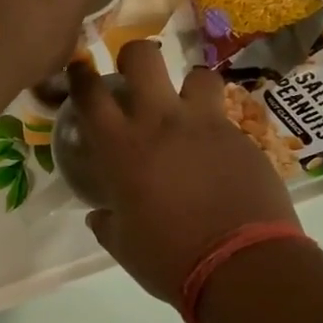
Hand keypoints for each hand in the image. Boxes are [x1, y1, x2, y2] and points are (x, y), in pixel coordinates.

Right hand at [72, 41, 297, 304]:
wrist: (241, 266)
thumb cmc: (169, 259)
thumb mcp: (124, 245)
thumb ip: (108, 222)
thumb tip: (100, 215)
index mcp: (121, 147)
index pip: (90, 93)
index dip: (81, 74)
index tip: (80, 68)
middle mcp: (161, 122)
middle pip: (143, 56)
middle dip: (134, 57)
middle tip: (135, 78)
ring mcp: (206, 125)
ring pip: (198, 74)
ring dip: (189, 87)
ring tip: (189, 111)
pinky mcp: (242, 138)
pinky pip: (226, 118)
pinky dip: (216, 130)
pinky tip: (218, 157)